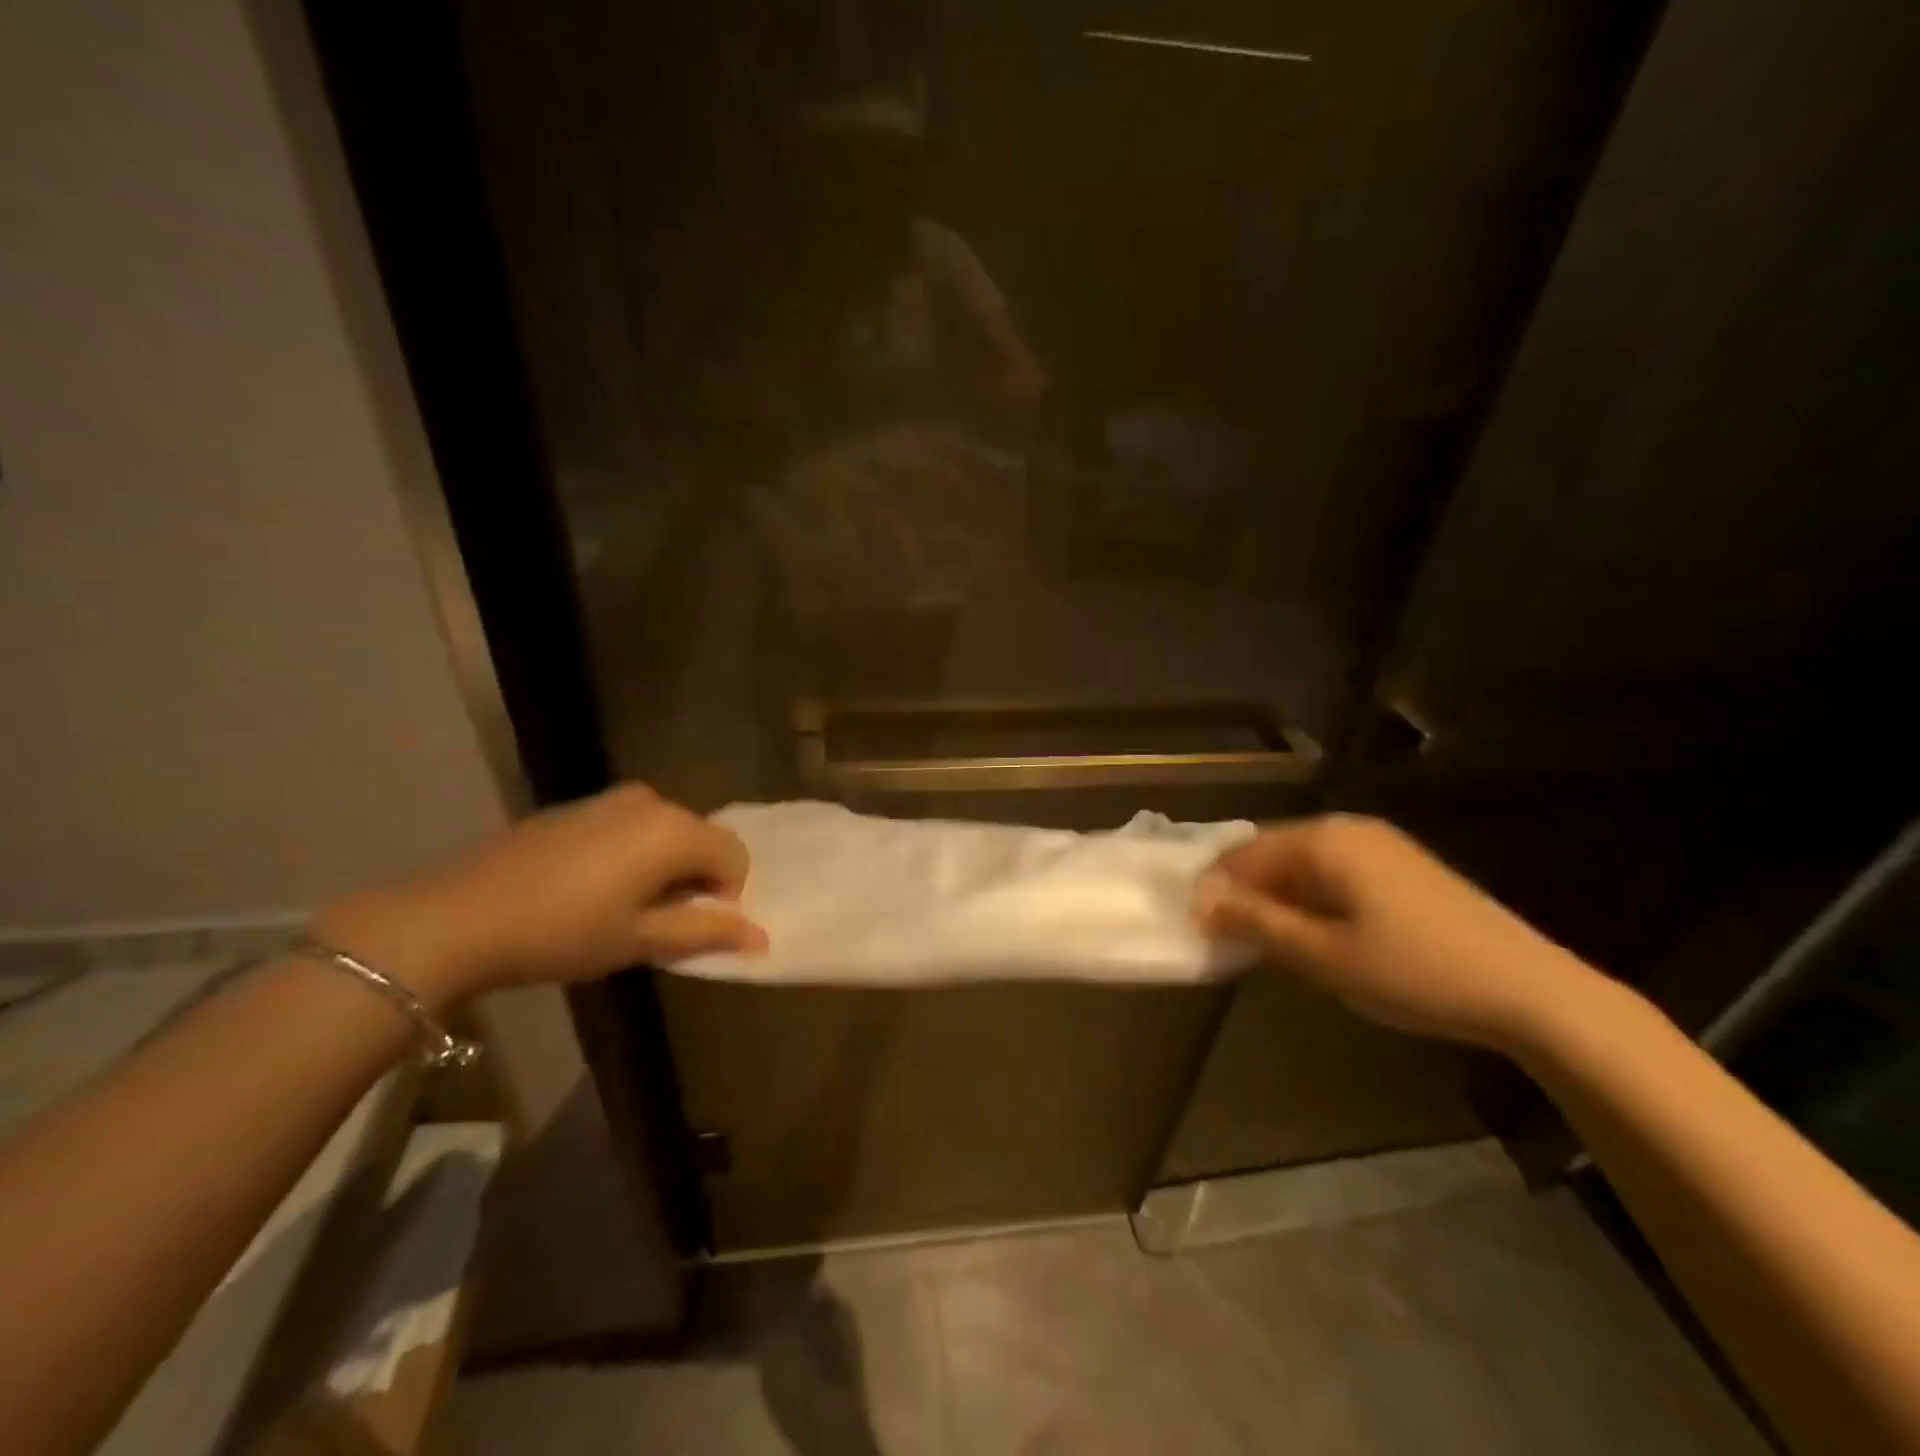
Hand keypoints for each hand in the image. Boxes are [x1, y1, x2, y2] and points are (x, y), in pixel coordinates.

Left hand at [313, 784, 766, 1004]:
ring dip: (664, 867)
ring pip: (667, 832)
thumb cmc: (563, 933)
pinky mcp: (580, 805)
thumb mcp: (641, 940)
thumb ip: (707, 932)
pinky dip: (633, 854)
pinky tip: (591, 888)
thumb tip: (761, 936)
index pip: (734, 856)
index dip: (726, 896)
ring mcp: (612, 798)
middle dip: (695, 879)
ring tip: (623, 906)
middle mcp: (652, 801)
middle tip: (656, 922)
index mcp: (673, 830)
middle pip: (702, 839)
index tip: (687, 927)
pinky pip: (632, 826)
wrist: (457, 916)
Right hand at [1193, 814, 1605, 1051]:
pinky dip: (1312, 898)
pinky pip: (1334, 872)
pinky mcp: (1402, 866)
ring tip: (1271, 943)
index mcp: (1324, 840)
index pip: (1243, 854)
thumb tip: (1201, 901)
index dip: (1216, 890)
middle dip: (1246, 893)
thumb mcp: (1324, 955)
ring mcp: (1380, 844)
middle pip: (1271, 853)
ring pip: (1303, 863)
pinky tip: (1318, 934)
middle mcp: (1348, 828)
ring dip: (1278, 898)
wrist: (1532, 991)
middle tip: (1233, 941)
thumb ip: (1257, 923)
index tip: (1201, 930)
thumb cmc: (1415, 972)